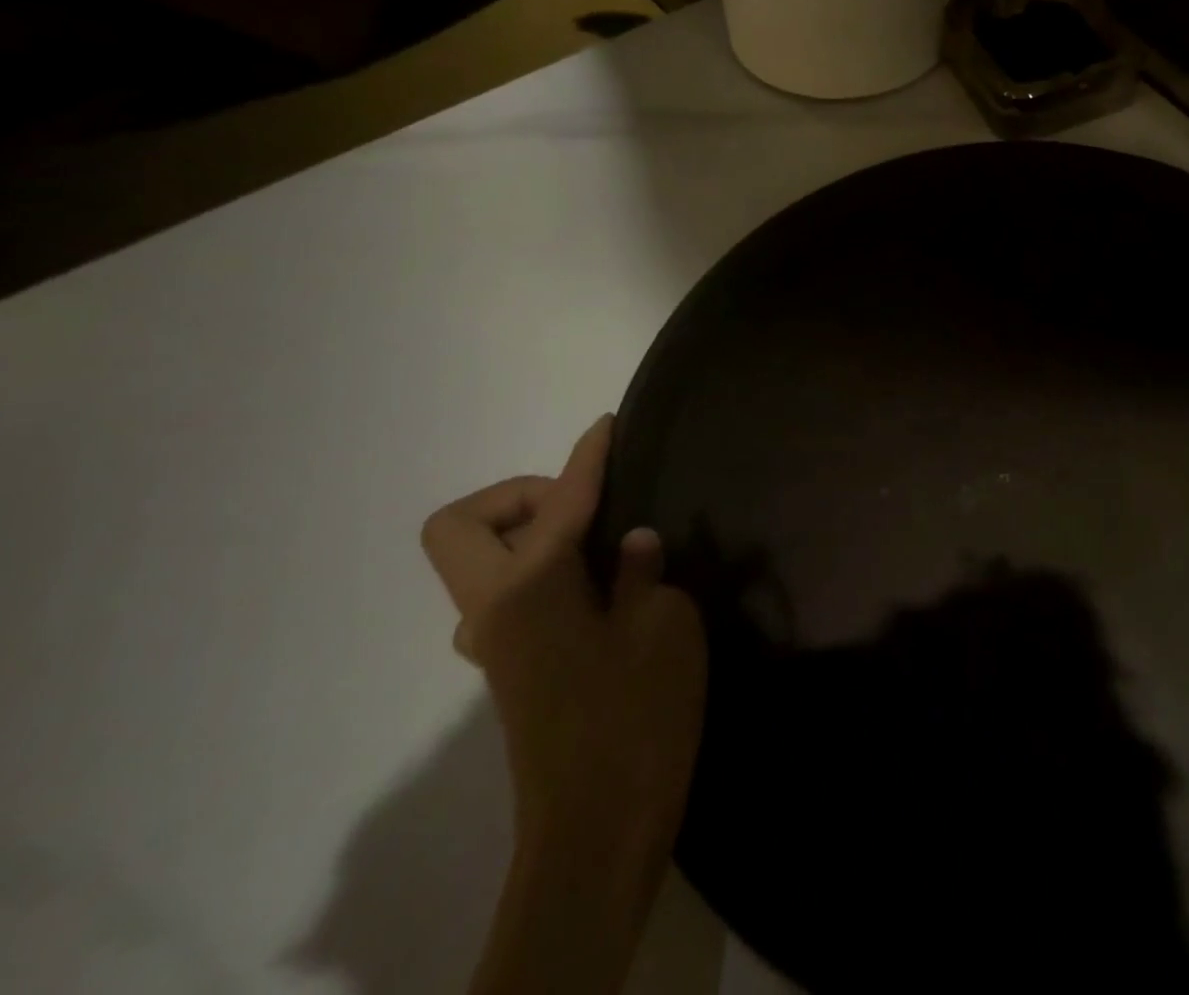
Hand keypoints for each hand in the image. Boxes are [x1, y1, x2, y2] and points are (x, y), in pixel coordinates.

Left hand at [421, 417, 705, 853]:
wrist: (601, 827)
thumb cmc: (637, 713)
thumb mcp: (664, 624)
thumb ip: (641, 572)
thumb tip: (630, 545)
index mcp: (531, 588)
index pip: (559, 502)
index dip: (587, 458)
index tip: (607, 425)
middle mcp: (495, 609)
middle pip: (461, 527)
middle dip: (518, 497)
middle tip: (584, 505)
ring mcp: (496, 644)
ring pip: (483, 563)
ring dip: (532, 536)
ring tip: (603, 543)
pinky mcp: (513, 669)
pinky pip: (512, 594)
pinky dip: (545, 572)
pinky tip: (601, 588)